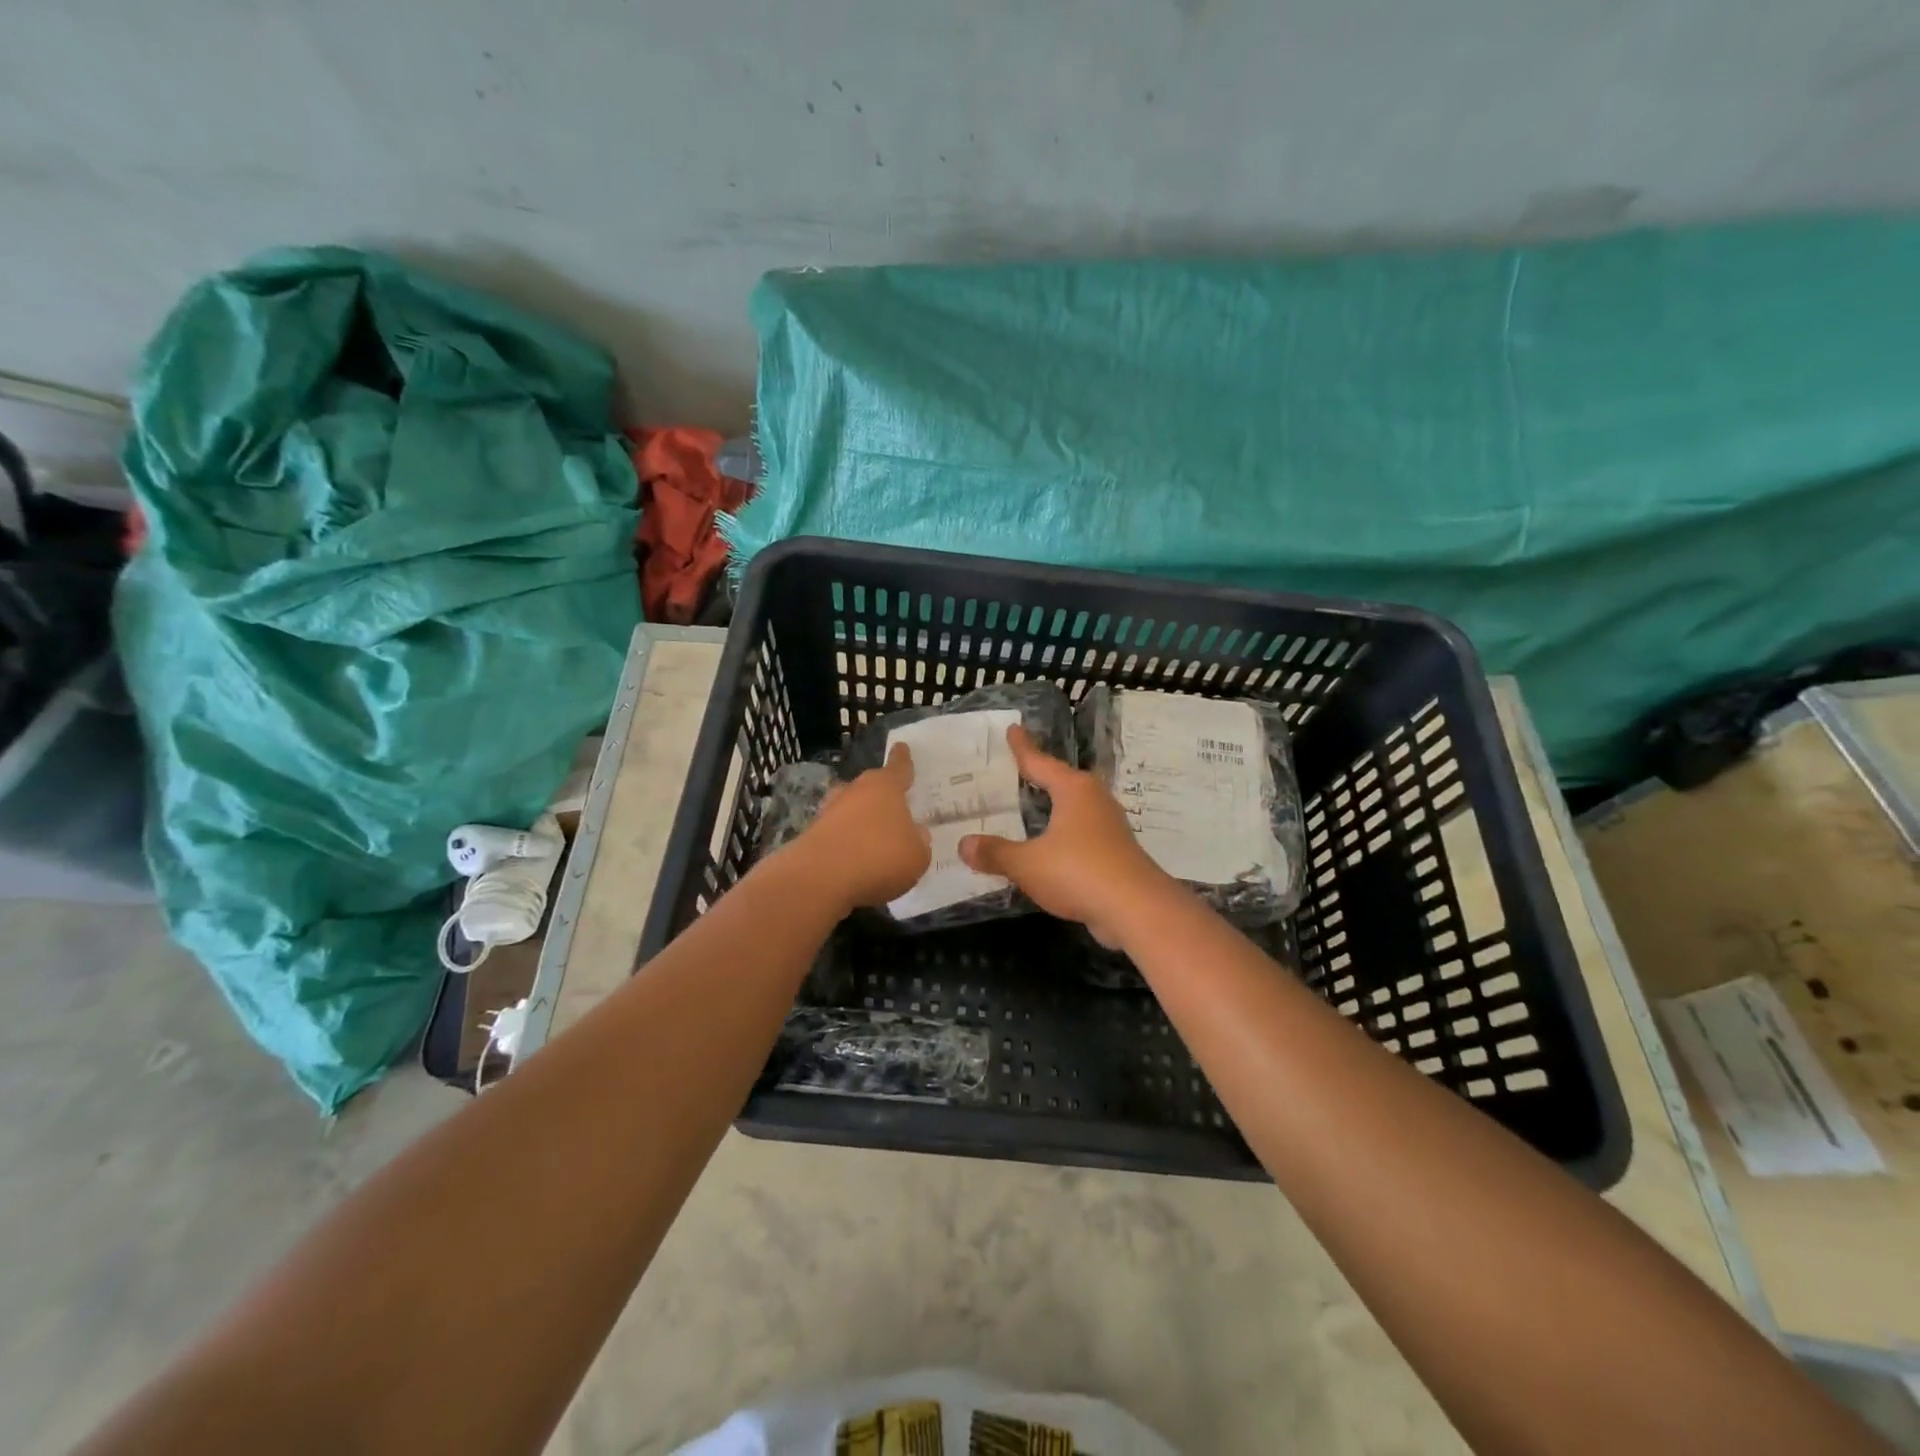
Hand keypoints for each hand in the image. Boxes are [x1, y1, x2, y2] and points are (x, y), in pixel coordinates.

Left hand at [787, 743, 930, 914]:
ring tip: (874, 837)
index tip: (901, 747)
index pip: (898, 767)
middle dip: (881, 794)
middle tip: (893, 806)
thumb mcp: (916, 856)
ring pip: (851, 808)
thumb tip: (916, 833)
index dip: (902, 759)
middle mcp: (856, 791)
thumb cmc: (879, 857)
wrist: (820, 877)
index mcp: (886, 787)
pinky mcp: (813, 834)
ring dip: (861, 818)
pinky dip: (846, 841)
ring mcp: (830, 811)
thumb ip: (919, 842)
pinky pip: (838, 832)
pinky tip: (855, 859)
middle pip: (871, 786)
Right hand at [959, 725, 1176, 946]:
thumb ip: (995, 853)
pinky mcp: (1115, 853)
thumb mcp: (1027, 864)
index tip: (1013, 729)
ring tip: (1031, 806)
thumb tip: (964, 844)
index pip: (1040, 762)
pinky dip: (1062, 835)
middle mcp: (1094, 800)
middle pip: (1061, 781)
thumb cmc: (1078, 872)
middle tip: (1017, 769)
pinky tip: (1050, 846)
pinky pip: (1080, 834)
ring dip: (1053, 807)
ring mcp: (1108, 827)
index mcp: (1073, 790)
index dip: (1023, 748)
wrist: (1136, 910)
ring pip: (1074, 808)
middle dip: (1040, 776)